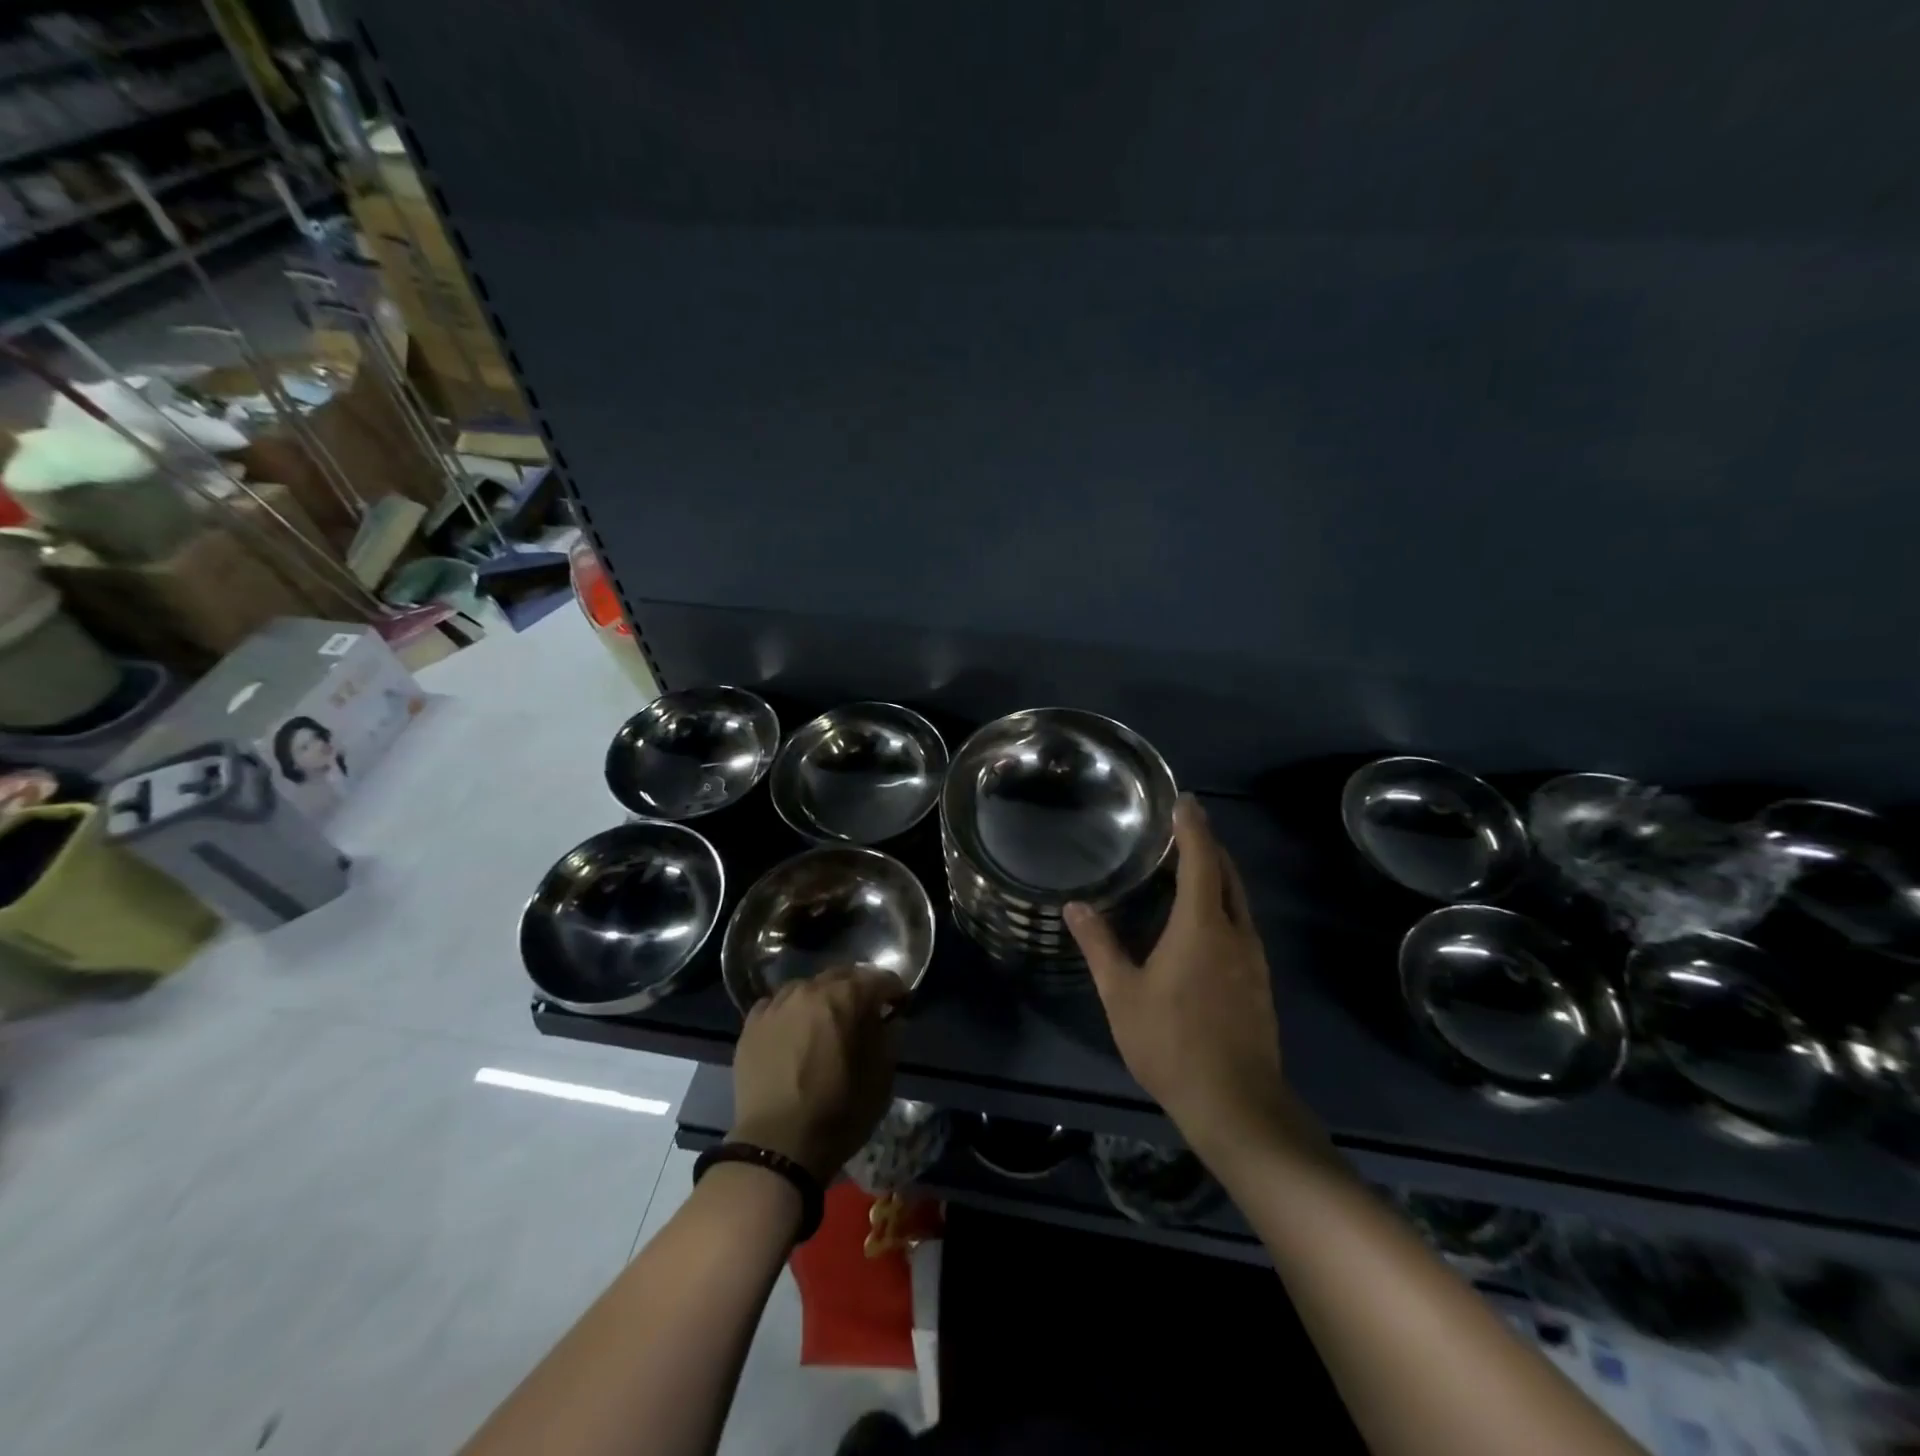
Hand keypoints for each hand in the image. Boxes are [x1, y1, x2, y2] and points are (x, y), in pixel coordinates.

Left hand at [730, 968, 905, 1180]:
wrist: (776, 1146)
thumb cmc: (838, 1113)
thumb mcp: (881, 1079)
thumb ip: (889, 1038)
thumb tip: (889, 1020)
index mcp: (845, 998)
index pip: (879, 979)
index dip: (894, 990)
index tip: (900, 1004)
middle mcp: (809, 990)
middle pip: (841, 975)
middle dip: (858, 988)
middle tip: (866, 1010)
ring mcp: (776, 1005)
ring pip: (806, 987)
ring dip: (822, 997)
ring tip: (827, 1020)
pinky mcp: (751, 1025)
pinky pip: (777, 1005)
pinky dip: (791, 1012)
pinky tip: (794, 1031)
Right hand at [1066, 796, 1291, 1160]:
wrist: (1236, 1104)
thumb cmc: (1171, 1043)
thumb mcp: (1122, 994)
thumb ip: (1099, 945)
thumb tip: (1075, 906)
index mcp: (1203, 926)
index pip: (1201, 860)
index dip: (1193, 827)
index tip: (1184, 800)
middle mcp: (1235, 932)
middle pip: (1227, 874)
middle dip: (1207, 845)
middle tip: (1182, 828)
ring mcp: (1253, 958)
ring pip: (1238, 900)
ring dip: (1217, 875)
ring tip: (1189, 867)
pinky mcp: (1258, 981)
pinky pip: (1240, 924)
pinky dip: (1223, 904)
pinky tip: (1202, 921)